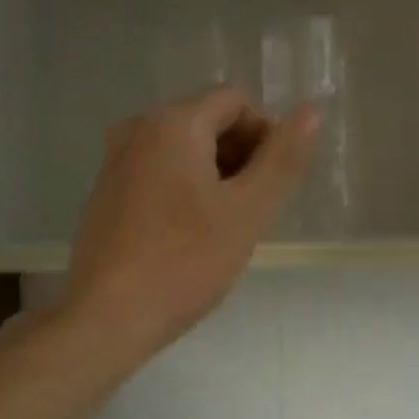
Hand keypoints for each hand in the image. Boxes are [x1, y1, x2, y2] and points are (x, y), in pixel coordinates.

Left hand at [62, 89, 317, 368]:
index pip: (235, 101)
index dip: (265, 135)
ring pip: (182, 149)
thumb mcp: (247, 211)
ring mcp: (115, 161)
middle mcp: (137, 129)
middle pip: (206, 120)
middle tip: (251, 210)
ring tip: (224, 226)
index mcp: (173, 123)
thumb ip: (282, 158)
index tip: (270, 185)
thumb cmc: (186, 262)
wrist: (108, 317)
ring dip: (214, 175)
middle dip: (239, 156)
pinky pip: (158, 172)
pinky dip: (184, 189)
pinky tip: (189, 235)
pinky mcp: (105, 194)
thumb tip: (312, 110)